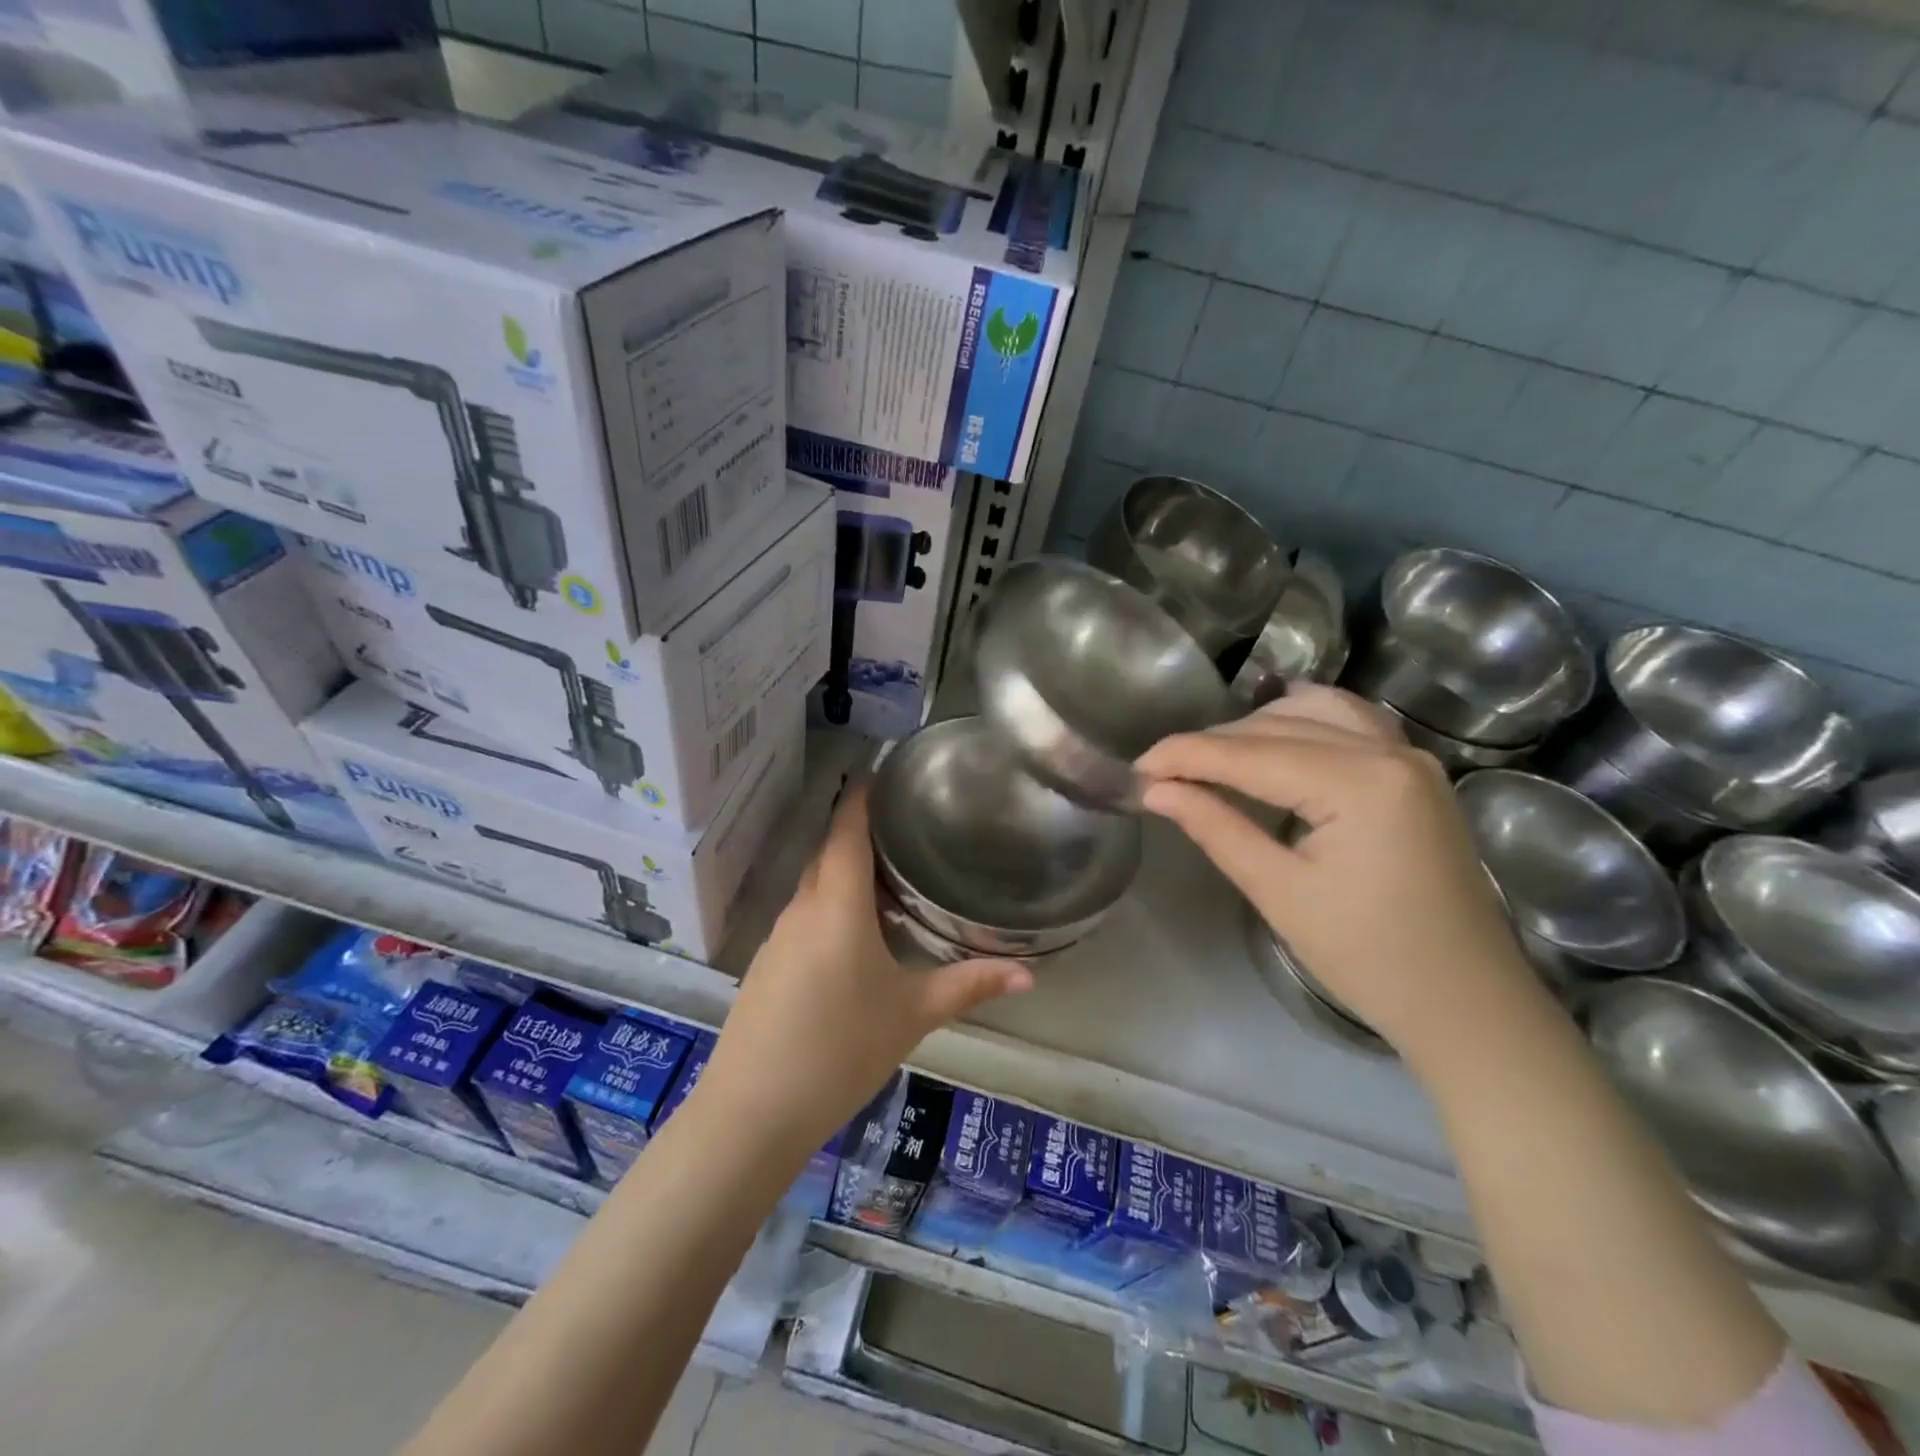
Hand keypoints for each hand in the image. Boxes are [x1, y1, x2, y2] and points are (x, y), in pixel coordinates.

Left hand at [700, 784, 1033, 1150]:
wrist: (751, 1112)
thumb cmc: (840, 1049)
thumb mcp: (912, 1014)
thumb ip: (969, 985)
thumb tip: (1030, 973)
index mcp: (837, 904)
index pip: (847, 829)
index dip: (864, 796)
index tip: (886, 771)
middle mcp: (802, 908)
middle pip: (829, 853)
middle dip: (862, 835)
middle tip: (908, 829)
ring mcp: (777, 937)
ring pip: (815, 886)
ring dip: (847, 875)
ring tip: (892, 880)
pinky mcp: (766, 965)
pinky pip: (803, 916)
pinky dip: (830, 907)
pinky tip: (857, 937)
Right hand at [1136, 687, 1541, 1067]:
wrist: (1468, 1004)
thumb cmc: (1370, 959)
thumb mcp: (1279, 893)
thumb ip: (1215, 827)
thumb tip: (1155, 790)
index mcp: (1361, 784)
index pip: (1250, 754)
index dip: (1185, 755)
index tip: (1136, 768)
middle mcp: (1390, 751)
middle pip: (1278, 726)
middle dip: (1213, 744)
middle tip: (1161, 774)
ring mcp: (1411, 757)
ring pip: (1313, 713)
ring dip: (1253, 729)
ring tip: (1208, 760)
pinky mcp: (1415, 773)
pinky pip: (1350, 722)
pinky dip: (1303, 721)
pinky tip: (1274, 733)